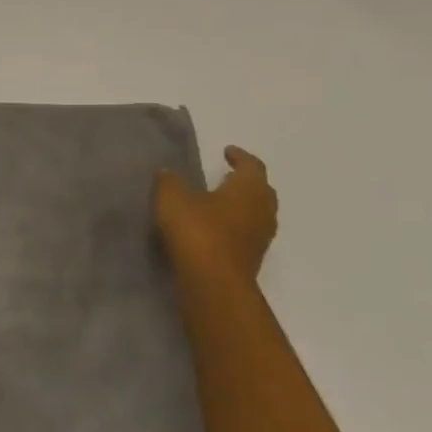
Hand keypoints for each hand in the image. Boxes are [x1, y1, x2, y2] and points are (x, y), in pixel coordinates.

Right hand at [154, 145, 278, 281]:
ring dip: (243, 204)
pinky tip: (216, 226)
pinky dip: (236, 223)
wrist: (213, 279)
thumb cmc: (196, 230)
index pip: (252, 166)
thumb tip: (169, 172)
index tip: (227, 151)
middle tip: (227, 175)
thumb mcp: (172, 198)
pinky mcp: (253, 255)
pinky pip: (248, 230)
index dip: (240, 157)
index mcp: (248, 190)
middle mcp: (262, 210)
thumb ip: (170, 181)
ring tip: (220, 201)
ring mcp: (261, 235)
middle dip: (246, 180)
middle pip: (261, 190)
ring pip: (257, 212)